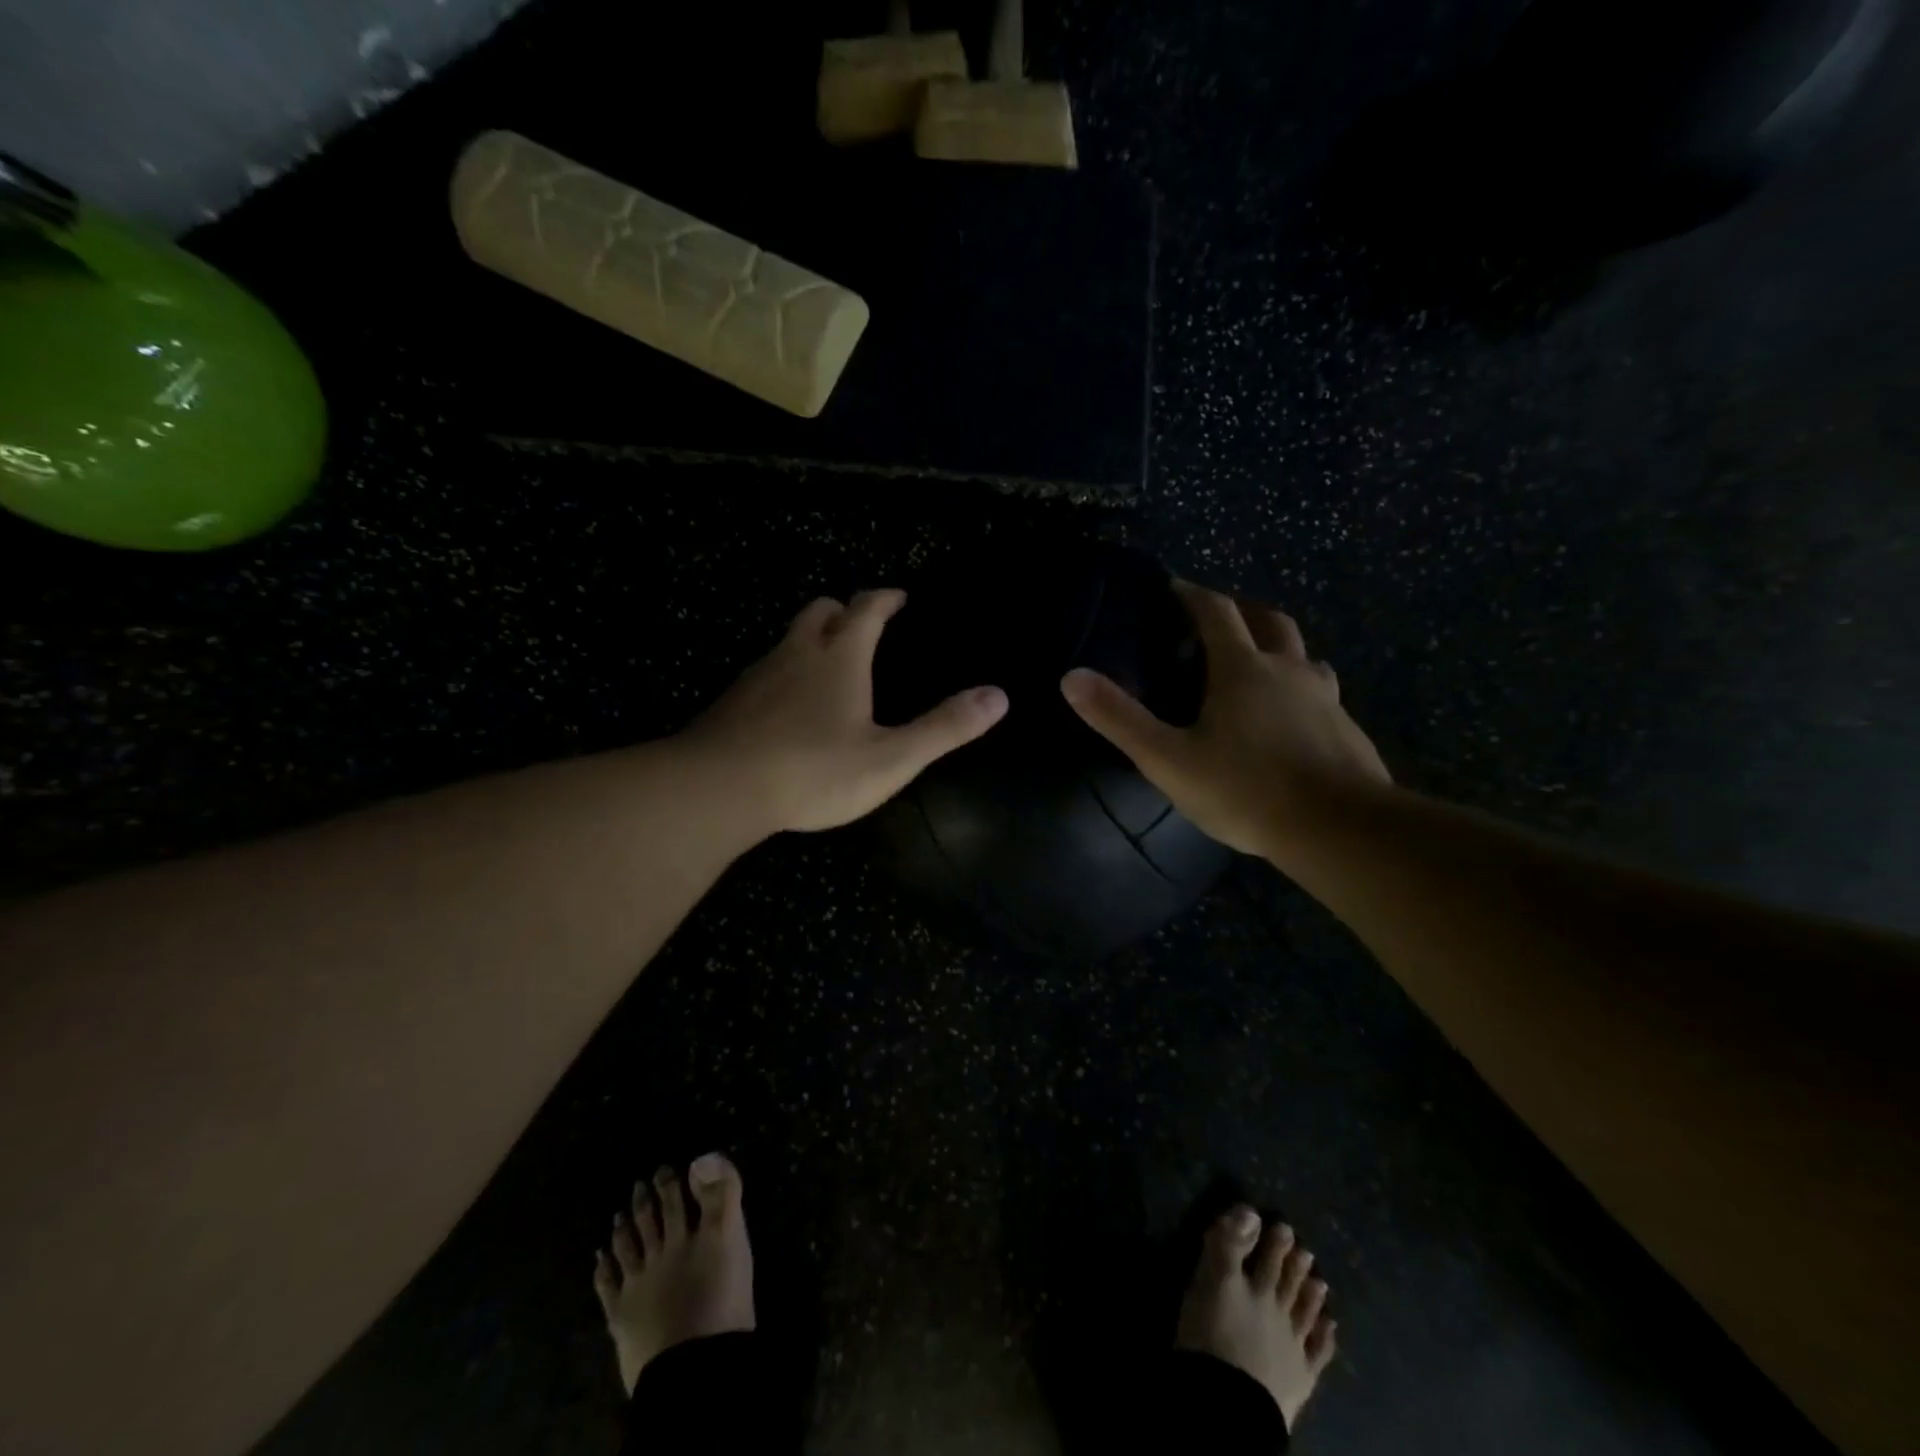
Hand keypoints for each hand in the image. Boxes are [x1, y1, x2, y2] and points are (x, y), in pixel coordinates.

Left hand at [687, 589, 1007, 834]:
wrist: (718, 790)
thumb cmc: (813, 771)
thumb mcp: (891, 758)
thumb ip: (944, 728)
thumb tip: (998, 696)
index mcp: (840, 658)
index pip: (867, 608)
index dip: (886, 599)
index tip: (900, 598)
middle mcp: (796, 654)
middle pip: (819, 611)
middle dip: (844, 611)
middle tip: (862, 627)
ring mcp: (758, 676)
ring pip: (787, 640)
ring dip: (811, 642)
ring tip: (829, 669)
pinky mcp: (731, 702)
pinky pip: (764, 673)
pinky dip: (784, 676)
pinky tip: (789, 710)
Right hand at [1060, 581, 1388, 856]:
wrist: (1339, 829)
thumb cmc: (1246, 790)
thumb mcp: (1169, 759)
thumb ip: (1120, 719)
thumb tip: (1071, 677)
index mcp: (1243, 669)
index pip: (1216, 611)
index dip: (1192, 594)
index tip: (1174, 587)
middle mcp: (1288, 670)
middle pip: (1269, 620)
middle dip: (1242, 610)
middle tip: (1218, 620)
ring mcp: (1324, 698)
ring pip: (1302, 655)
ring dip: (1278, 648)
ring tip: (1258, 666)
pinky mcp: (1347, 729)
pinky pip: (1321, 694)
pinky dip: (1300, 690)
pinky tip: (1291, 720)